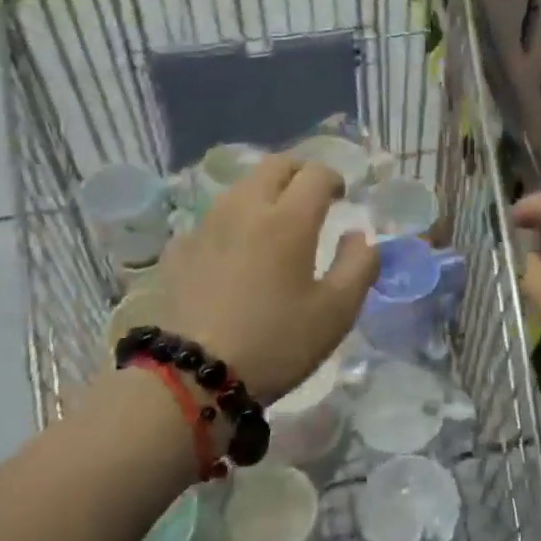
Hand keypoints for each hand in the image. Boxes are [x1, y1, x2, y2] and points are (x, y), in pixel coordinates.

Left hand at [152, 154, 378, 404]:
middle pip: (275, 165)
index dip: (335, 179)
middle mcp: (246, 207)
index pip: (316, 173)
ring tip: (275, 222)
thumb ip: (359, 266)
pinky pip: (212, 218)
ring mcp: (207, 225)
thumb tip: (360, 236)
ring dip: (265, 191)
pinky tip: (234, 250)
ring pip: (241, 187)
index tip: (342, 198)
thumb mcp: (336, 312)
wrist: (193, 375)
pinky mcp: (180, 248)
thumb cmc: (275, 342)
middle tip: (312, 198)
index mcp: (288, 218)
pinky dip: (232, 222)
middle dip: (299, 173)